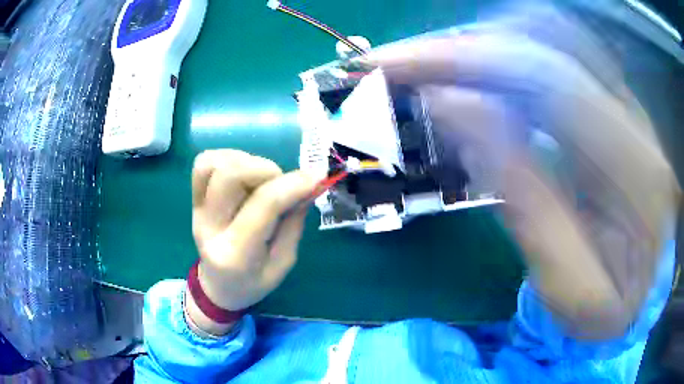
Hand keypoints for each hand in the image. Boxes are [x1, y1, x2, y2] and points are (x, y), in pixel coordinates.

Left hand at [186, 150, 319, 334]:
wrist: (218, 288)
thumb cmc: (253, 282)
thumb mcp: (283, 263)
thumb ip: (294, 224)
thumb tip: (307, 187)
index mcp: (236, 254)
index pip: (264, 204)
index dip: (293, 184)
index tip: (316, 178)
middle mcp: (210, 227)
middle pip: (231, 175)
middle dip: (266, 169)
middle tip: (281, 184)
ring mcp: (197, 211)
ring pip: (214, 164)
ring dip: (245, 161)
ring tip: (260, 178)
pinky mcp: (193, 199)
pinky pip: (204, 163)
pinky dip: (227, 158)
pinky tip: (243, 172)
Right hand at [364, 12, 679, 338]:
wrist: (648, 289)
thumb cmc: (612, 305)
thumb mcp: (571, 288)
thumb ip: (525, 201)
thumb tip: (455, 109)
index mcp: (635, 171)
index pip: (546, 78)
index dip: (466, 62)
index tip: (394, 70)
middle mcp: (633, 116)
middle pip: (542, 39)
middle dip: (461, 44)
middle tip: (398, 62)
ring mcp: (626, 102)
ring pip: (548, 34)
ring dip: (482, 43)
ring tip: (431, 67)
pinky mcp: (615, 103)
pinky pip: (556, 51)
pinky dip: (507, 53)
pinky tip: (479, 75)